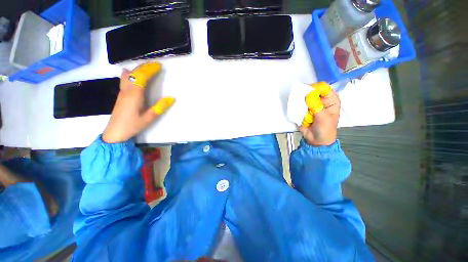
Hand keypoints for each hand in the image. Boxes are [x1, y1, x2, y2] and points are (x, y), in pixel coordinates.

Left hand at [102, 63, 173, 142]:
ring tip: (145, 66)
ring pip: (128, 76)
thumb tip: (172, 98)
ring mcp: (122, 92)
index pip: (141, 77)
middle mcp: (127, 91)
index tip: (159, 66)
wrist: (115, 133)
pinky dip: (129, 73)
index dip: (150, 70)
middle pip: (134, 74)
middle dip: (145, 67)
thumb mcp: (149, 118)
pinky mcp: (121, 95)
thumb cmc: (133, 125)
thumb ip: (160, 107)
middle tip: (155, 64)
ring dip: (137, 69)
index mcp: (135, 95)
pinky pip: (124, 80)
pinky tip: (128, 72)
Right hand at [298, 87, 339, 145]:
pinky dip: (295, 106)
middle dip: (305, 95)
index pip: (323, 88)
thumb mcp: (324, 118)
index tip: (307, 94)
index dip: (315, 88)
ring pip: (303, 97)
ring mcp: (310, 104)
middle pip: (311, 91)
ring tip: (299, 109)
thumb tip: (308, 96)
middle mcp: (320, 100)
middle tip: (301, 102)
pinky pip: (297, 104)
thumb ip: (317, 107)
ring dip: (299, 101)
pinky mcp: (302, 109)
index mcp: (330, 100)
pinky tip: (296, 111)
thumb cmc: (325, 129)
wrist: (316, 140)